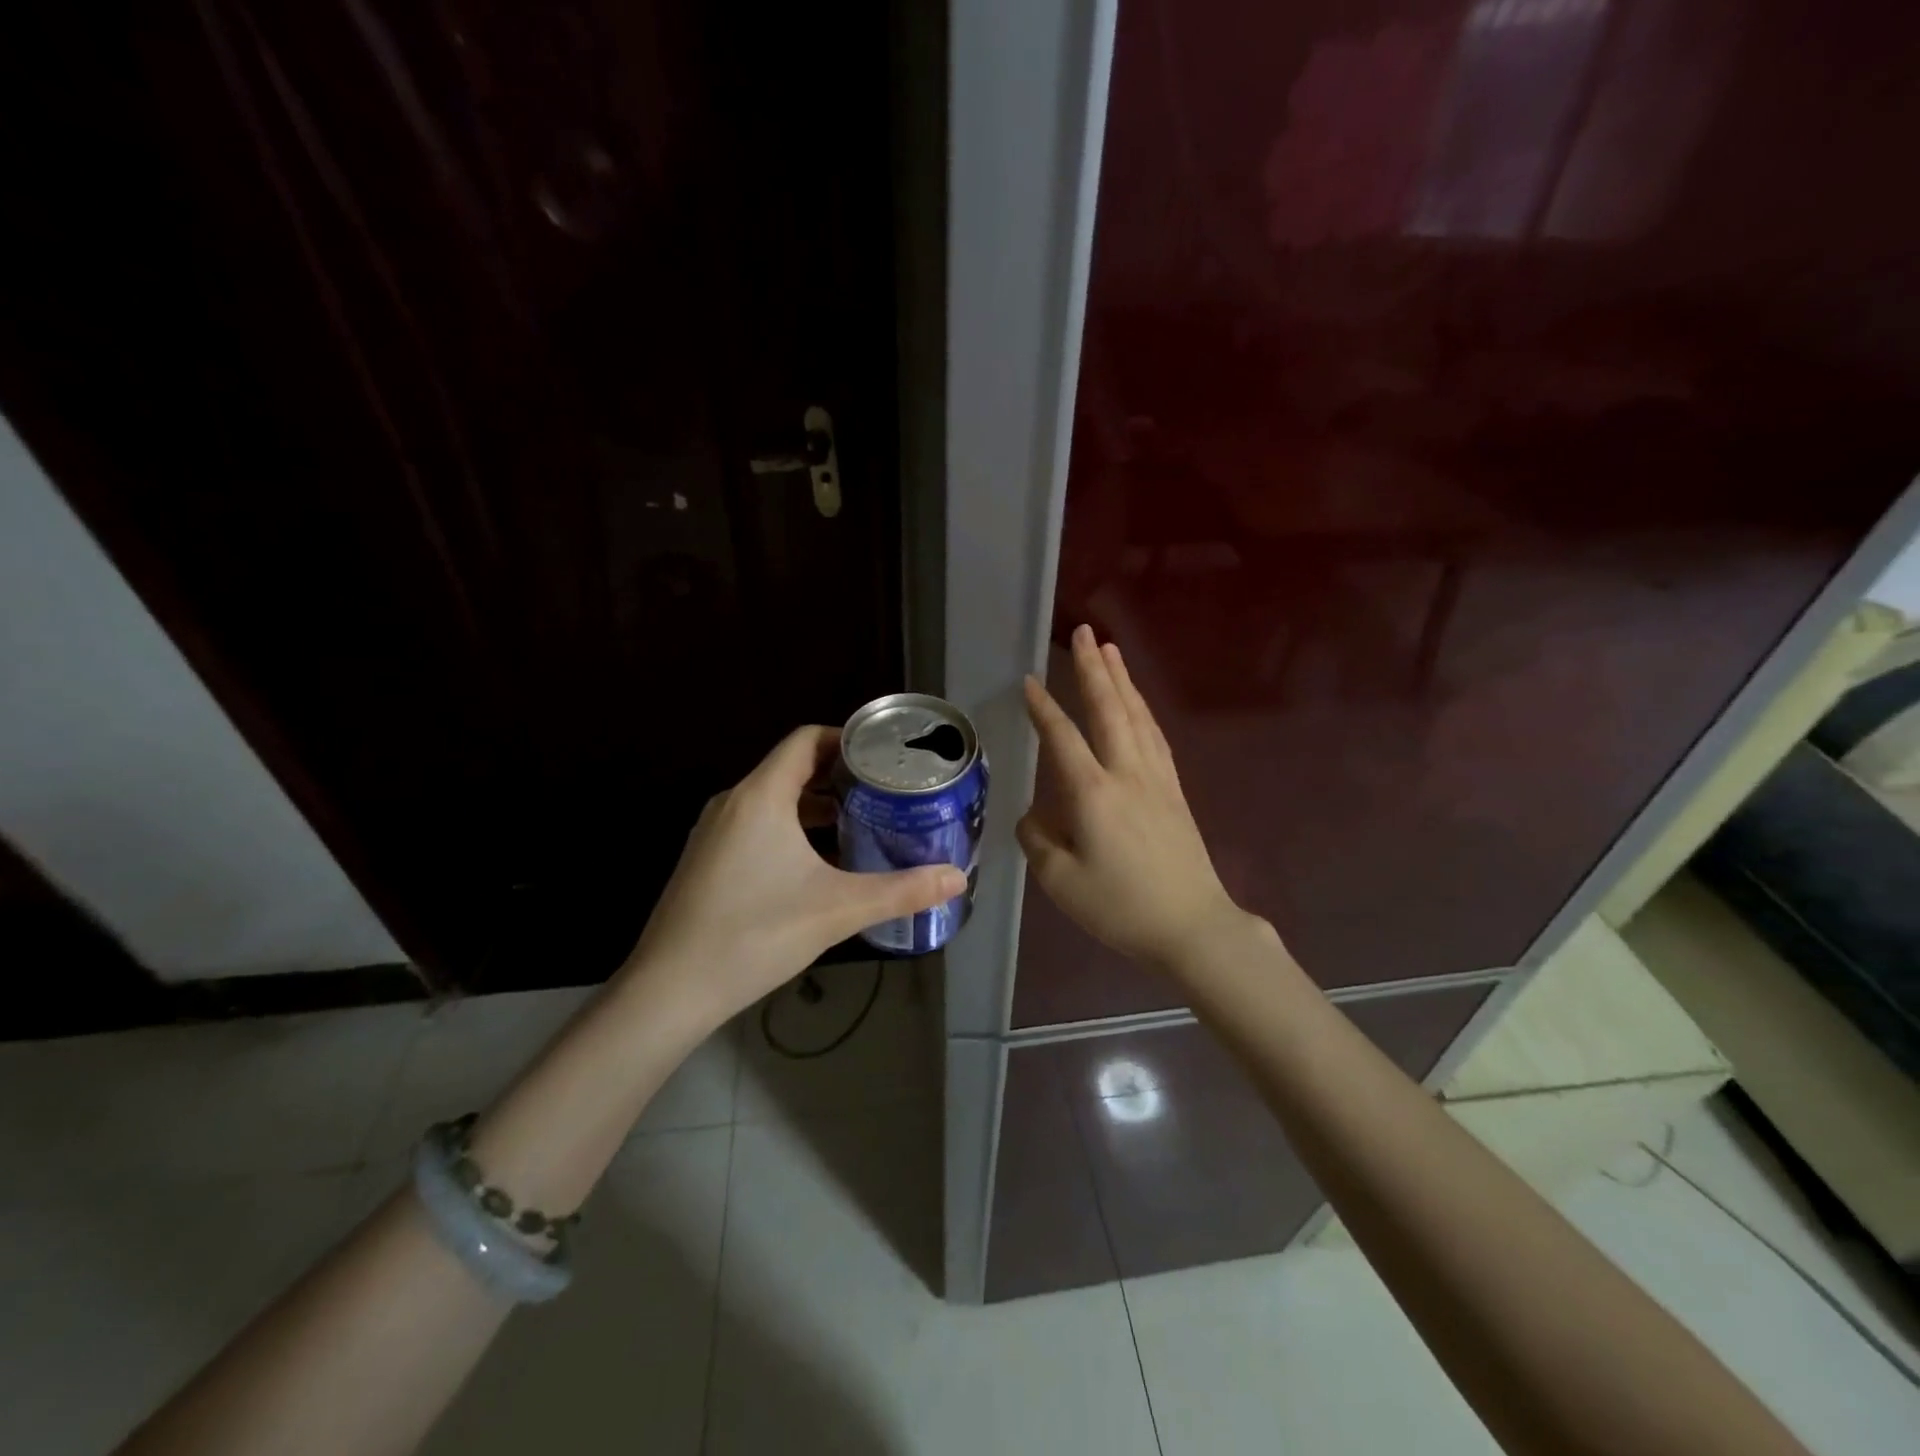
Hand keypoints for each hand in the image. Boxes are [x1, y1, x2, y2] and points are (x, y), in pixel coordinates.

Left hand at [625, 725, 965, 1026]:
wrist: (669, 990)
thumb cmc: (754, 935)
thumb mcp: (837, 910)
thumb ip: (901, 891)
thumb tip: (958, 879)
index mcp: (761, 795)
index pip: (806, 739)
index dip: (847, 739)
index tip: (885, 756)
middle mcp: (733, 802)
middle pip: (792, 766)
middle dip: (840, 774)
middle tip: (885, 790)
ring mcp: (715, 832)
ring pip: (774, 798)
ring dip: (816, 804)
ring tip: (862, 821)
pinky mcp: (708, 859)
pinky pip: (757, 823)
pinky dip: (792, 826)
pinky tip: (819, 861)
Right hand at [1018, 625, 1259, 968]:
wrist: (1191, 925)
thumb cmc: (1120, 906)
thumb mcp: (1061, 881)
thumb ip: (1038, 841)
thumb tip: (1033, 817)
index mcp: (1093, 793)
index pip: (1063, 737)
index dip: (1044, 708)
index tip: (1030, 682)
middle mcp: (1127, 773)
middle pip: (1109, 709)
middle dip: (1094, 669)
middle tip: (1084, 633)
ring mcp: (1156, 779)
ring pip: (1137, 717)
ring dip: (1122, 681)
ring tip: (1111, 651)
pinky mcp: (1174, 791)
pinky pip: (1156, 737)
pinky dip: (1143, 711)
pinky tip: (1139, 705)